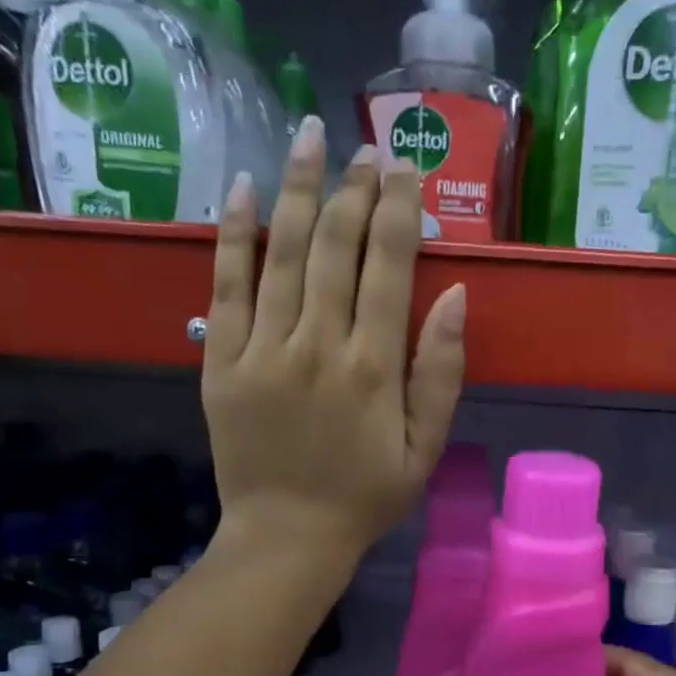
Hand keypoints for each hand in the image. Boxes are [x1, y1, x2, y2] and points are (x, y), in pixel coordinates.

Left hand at [203, 119, 466, 569]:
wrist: (287, 537)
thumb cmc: (365, 497)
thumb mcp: (424, 449)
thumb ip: (441, 374)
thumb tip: (453, 296)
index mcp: (374, 368)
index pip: (388, 267)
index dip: (396, 211)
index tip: (402, 169)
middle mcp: (318, 345)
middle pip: (334, 247)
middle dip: (351, 190)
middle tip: (363, 149)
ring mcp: (263, 350)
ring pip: (281, 253)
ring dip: (296, 189)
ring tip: (308, 138)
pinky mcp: (222, 362)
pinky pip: (226, 286)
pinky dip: (234, 235)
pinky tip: (243, 189)